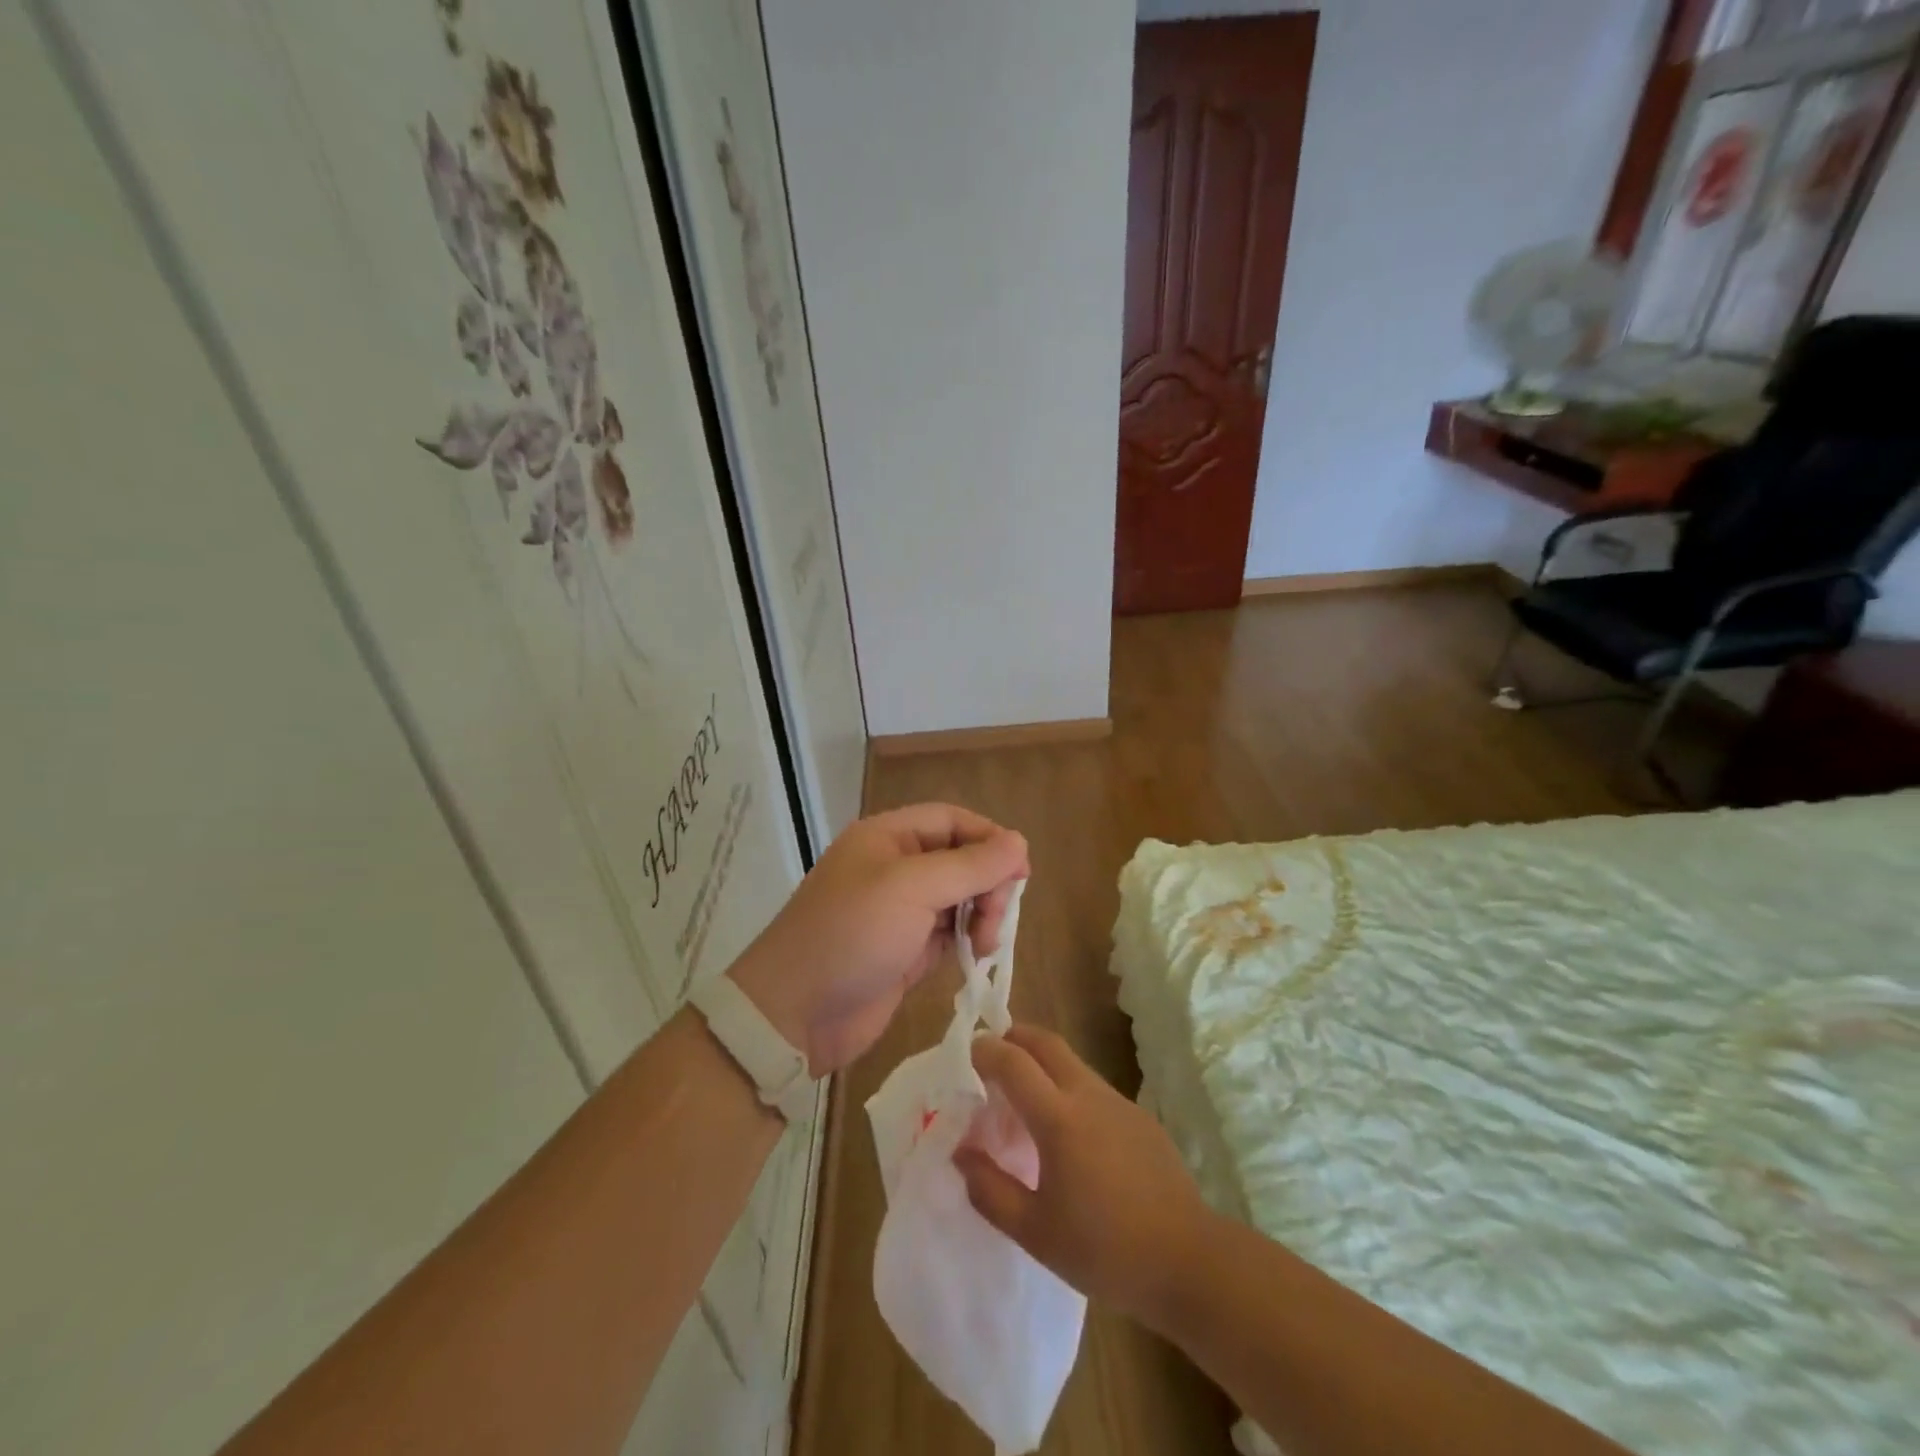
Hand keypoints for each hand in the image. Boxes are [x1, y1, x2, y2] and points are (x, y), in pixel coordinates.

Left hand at [728, 804, 1027, 1074]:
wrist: (794, 1013)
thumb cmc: (852, 934)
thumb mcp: (912, 888)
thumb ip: (970, 865)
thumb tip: (1020, 842)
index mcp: (888, 837)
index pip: (952, 821)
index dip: (990, 839)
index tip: (1020, 872)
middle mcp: (895, 867)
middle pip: (961, 859)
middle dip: (987, 884)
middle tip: (995, 919)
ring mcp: (900, 911)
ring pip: (960, 898)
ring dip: (981, 915)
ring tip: (984, 945)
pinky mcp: (906, 950)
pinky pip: (950, 933)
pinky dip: (968, 941)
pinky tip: (974, 957)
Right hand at [955, 1025, 1213, 1325]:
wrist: (1188, 1261)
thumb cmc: (1104, 1250)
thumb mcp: (1035, 1232)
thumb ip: (990, 1190)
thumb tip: (961, 1154)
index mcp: (1058, 1118)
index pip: (1013, 1062)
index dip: (986, 1051)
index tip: (967, 1053)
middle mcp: (1088, 1095)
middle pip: (1046, 1042)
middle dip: (1015, 1037)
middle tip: (993, 1054)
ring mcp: (1119, 1102)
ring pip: (1072, 1063)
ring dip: (1043, 1062)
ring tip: (1025, 1095)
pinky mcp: (1140, 1117)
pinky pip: (1094, 1088)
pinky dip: (1069, 1089)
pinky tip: (1070, 1134)